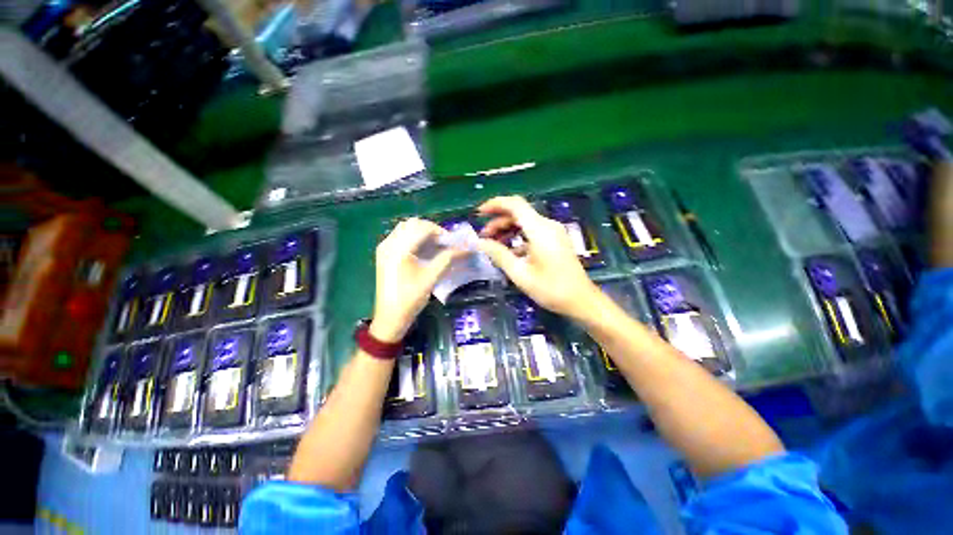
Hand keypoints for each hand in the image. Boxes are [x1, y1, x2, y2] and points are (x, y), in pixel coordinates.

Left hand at [371, 218, 461, 342]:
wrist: (390, 317)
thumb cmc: (411, 299)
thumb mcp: (431, 278)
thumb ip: (447, 258)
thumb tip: (466, 248)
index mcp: (399, 250)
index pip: (422, 228)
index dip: (440, 231)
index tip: (452, 241)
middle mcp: (389, 244)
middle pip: (412, 224)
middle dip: (431, 229)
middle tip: (444, 242)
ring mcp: (384, 248)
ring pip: (405, 228)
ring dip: (421, 232)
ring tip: (435, 245)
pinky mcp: (383, 253)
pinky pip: (399, 236)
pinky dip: (413, 237)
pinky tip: (422, 249)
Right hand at [476, 196, 601, 318]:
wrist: (582, 301)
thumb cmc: (551, 289)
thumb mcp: (520, 274)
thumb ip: (499, 255)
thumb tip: (479, 242)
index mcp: (540, 230)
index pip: (515, 204)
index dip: (495, 204)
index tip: (479, 213)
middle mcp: (548, 225)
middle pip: (519, 212)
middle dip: (498, 221)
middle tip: (483, 236)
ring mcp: (554, 232)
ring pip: (525, 222)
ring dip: (507, 229)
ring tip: (492, 243)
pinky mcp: (556, 240)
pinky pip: (533, 232)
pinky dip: (518, 237)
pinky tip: (509, 252)